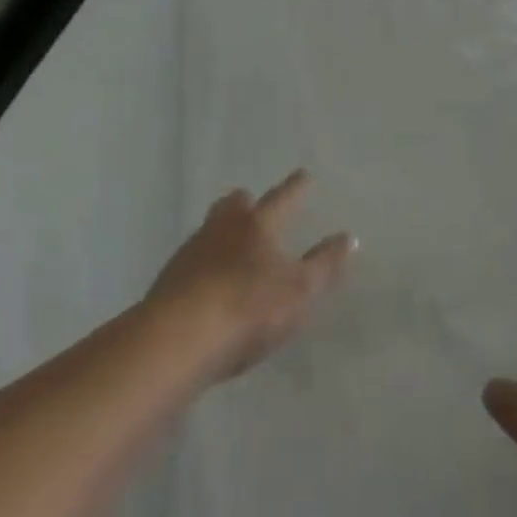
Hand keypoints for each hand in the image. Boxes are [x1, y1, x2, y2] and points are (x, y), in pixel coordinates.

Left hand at [148, 170, 354, 382]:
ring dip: (223, 231)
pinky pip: (193, 260)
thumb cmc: (249, 309)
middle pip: (234, 205)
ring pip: (210, 229)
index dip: (296, 188)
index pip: (282, 199)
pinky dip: (206, 263)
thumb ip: (325, 264)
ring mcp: (190, 253)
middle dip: (246, 203)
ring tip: (233, 244)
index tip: (303, 175)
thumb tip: (348, 237)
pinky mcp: (168, 281)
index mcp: (257, 225)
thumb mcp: (300, 290)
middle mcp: (222, 229)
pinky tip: (210, 281)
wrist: (177, 341)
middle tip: (255, 205)